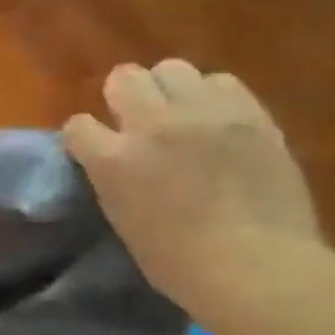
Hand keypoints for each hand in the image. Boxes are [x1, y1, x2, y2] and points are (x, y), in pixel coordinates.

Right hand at [63, 60, 321, 311]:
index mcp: (113, 160)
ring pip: (173, 69)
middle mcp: (153, 126)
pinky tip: (216, 119)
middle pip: (124, 77)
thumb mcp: (122, 215)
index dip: (83, 136)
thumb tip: (114, 159)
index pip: (78, 125)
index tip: (92, 149)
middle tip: (134, 120)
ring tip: (179, 114)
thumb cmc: (176, 259)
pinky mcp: (251, 115)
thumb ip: (114, 175)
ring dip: (168, 89)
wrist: (255, 266)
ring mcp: (205, 115)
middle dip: (123, 96)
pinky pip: (222, 82)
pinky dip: (212, 95)